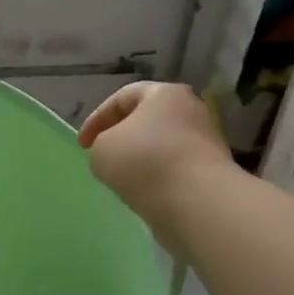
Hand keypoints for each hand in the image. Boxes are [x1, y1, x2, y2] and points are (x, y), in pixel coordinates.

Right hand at [78, 83, 232, 241]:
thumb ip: (101, 145)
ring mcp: (205, 141)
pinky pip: (174, 168)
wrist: (195, 201)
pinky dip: (156, 177)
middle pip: (146, 119)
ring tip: (121, 179)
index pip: (122, 97)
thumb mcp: (101, 149)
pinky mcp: (211, 171)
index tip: (82, 145)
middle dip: (121, 136)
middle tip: (102, 156)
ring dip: (139, 158)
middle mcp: (190, 109)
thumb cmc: (143, 162)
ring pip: (161, 144)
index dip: (96, 119)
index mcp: (163, 93)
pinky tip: (144, 193)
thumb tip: (115, 153)